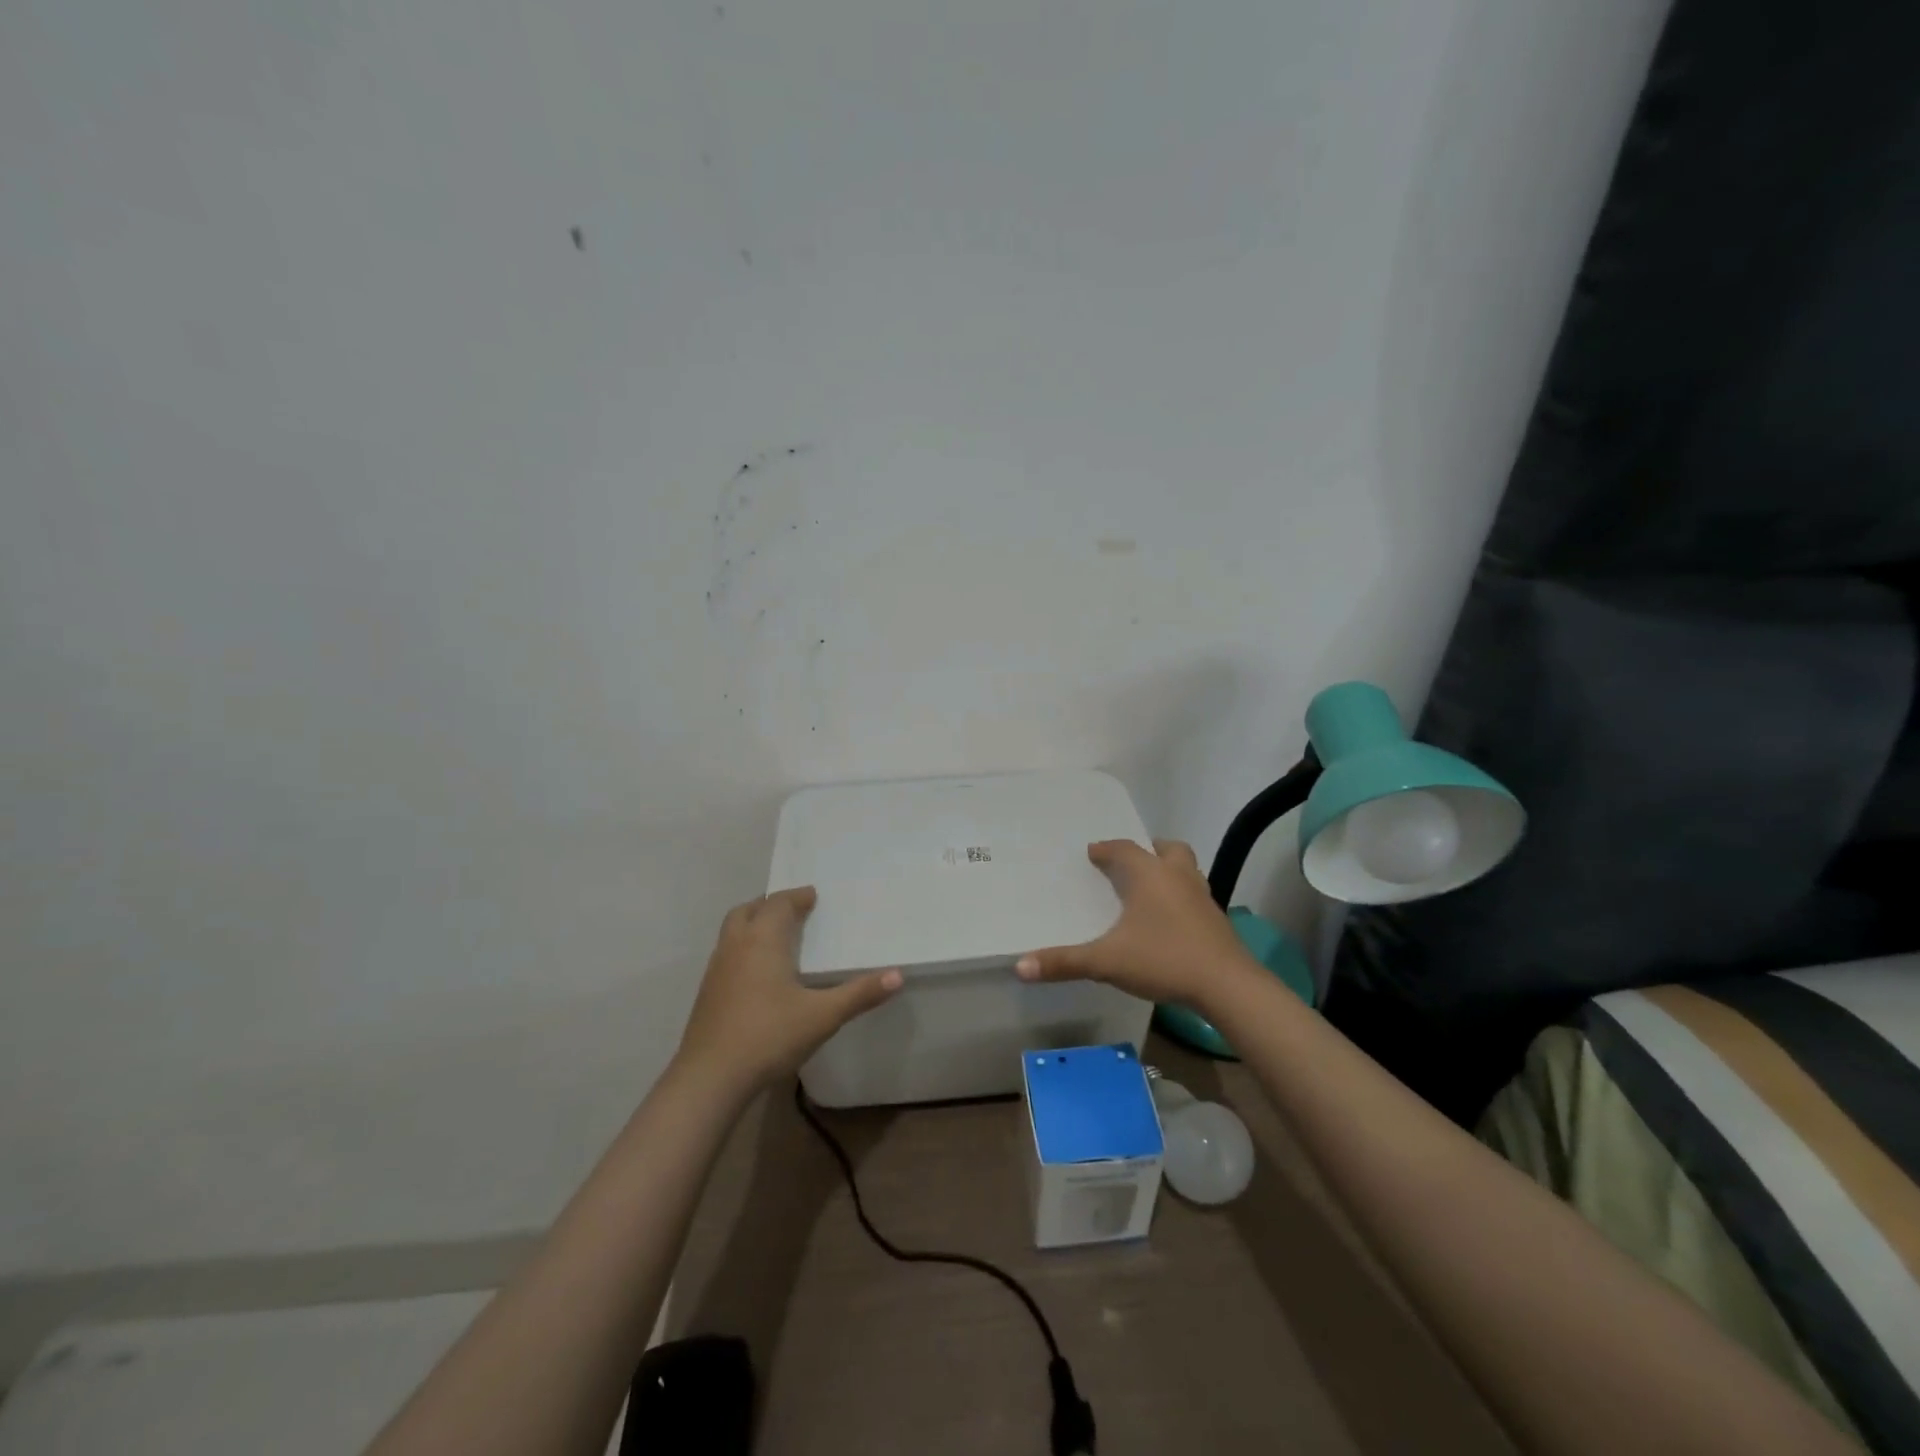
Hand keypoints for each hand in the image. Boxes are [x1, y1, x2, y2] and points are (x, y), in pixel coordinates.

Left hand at [676, 887, 902, 1091]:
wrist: (710, 1078)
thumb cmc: (769, 1036)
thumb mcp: (823, 1016)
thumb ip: (860, 994)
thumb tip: (898, 975)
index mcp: (763, 940)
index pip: (778, 904)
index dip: (796, 897)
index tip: (812, 896)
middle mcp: (736, 946)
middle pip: (748, 910)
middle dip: (770, 906)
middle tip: (792, 911)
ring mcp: (716, 970)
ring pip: (732, 932)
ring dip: (753, 926)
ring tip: (776, 939)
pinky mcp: (706, 994)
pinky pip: (726, 955)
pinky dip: (743, 950)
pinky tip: (758, 976)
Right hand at [1015, 840, 1256, 1009]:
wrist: (1227, 985)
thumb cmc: (1163, 959)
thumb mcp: (1107, 962)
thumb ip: (1064, 962)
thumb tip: (1019, 966)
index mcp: (1149, 875)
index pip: (1124, 849)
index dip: (1106, 849)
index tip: (1092, 852)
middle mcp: (1177, 877)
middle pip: (1166, 849)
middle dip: (1147, 851)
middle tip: (1130, 862)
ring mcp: (1202, 897)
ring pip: (1186, 869)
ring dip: (1168, 871)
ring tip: (1151, 888)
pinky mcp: (1217, 920)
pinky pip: (1195, 895)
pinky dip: (1181, 897)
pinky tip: (1171, 919)